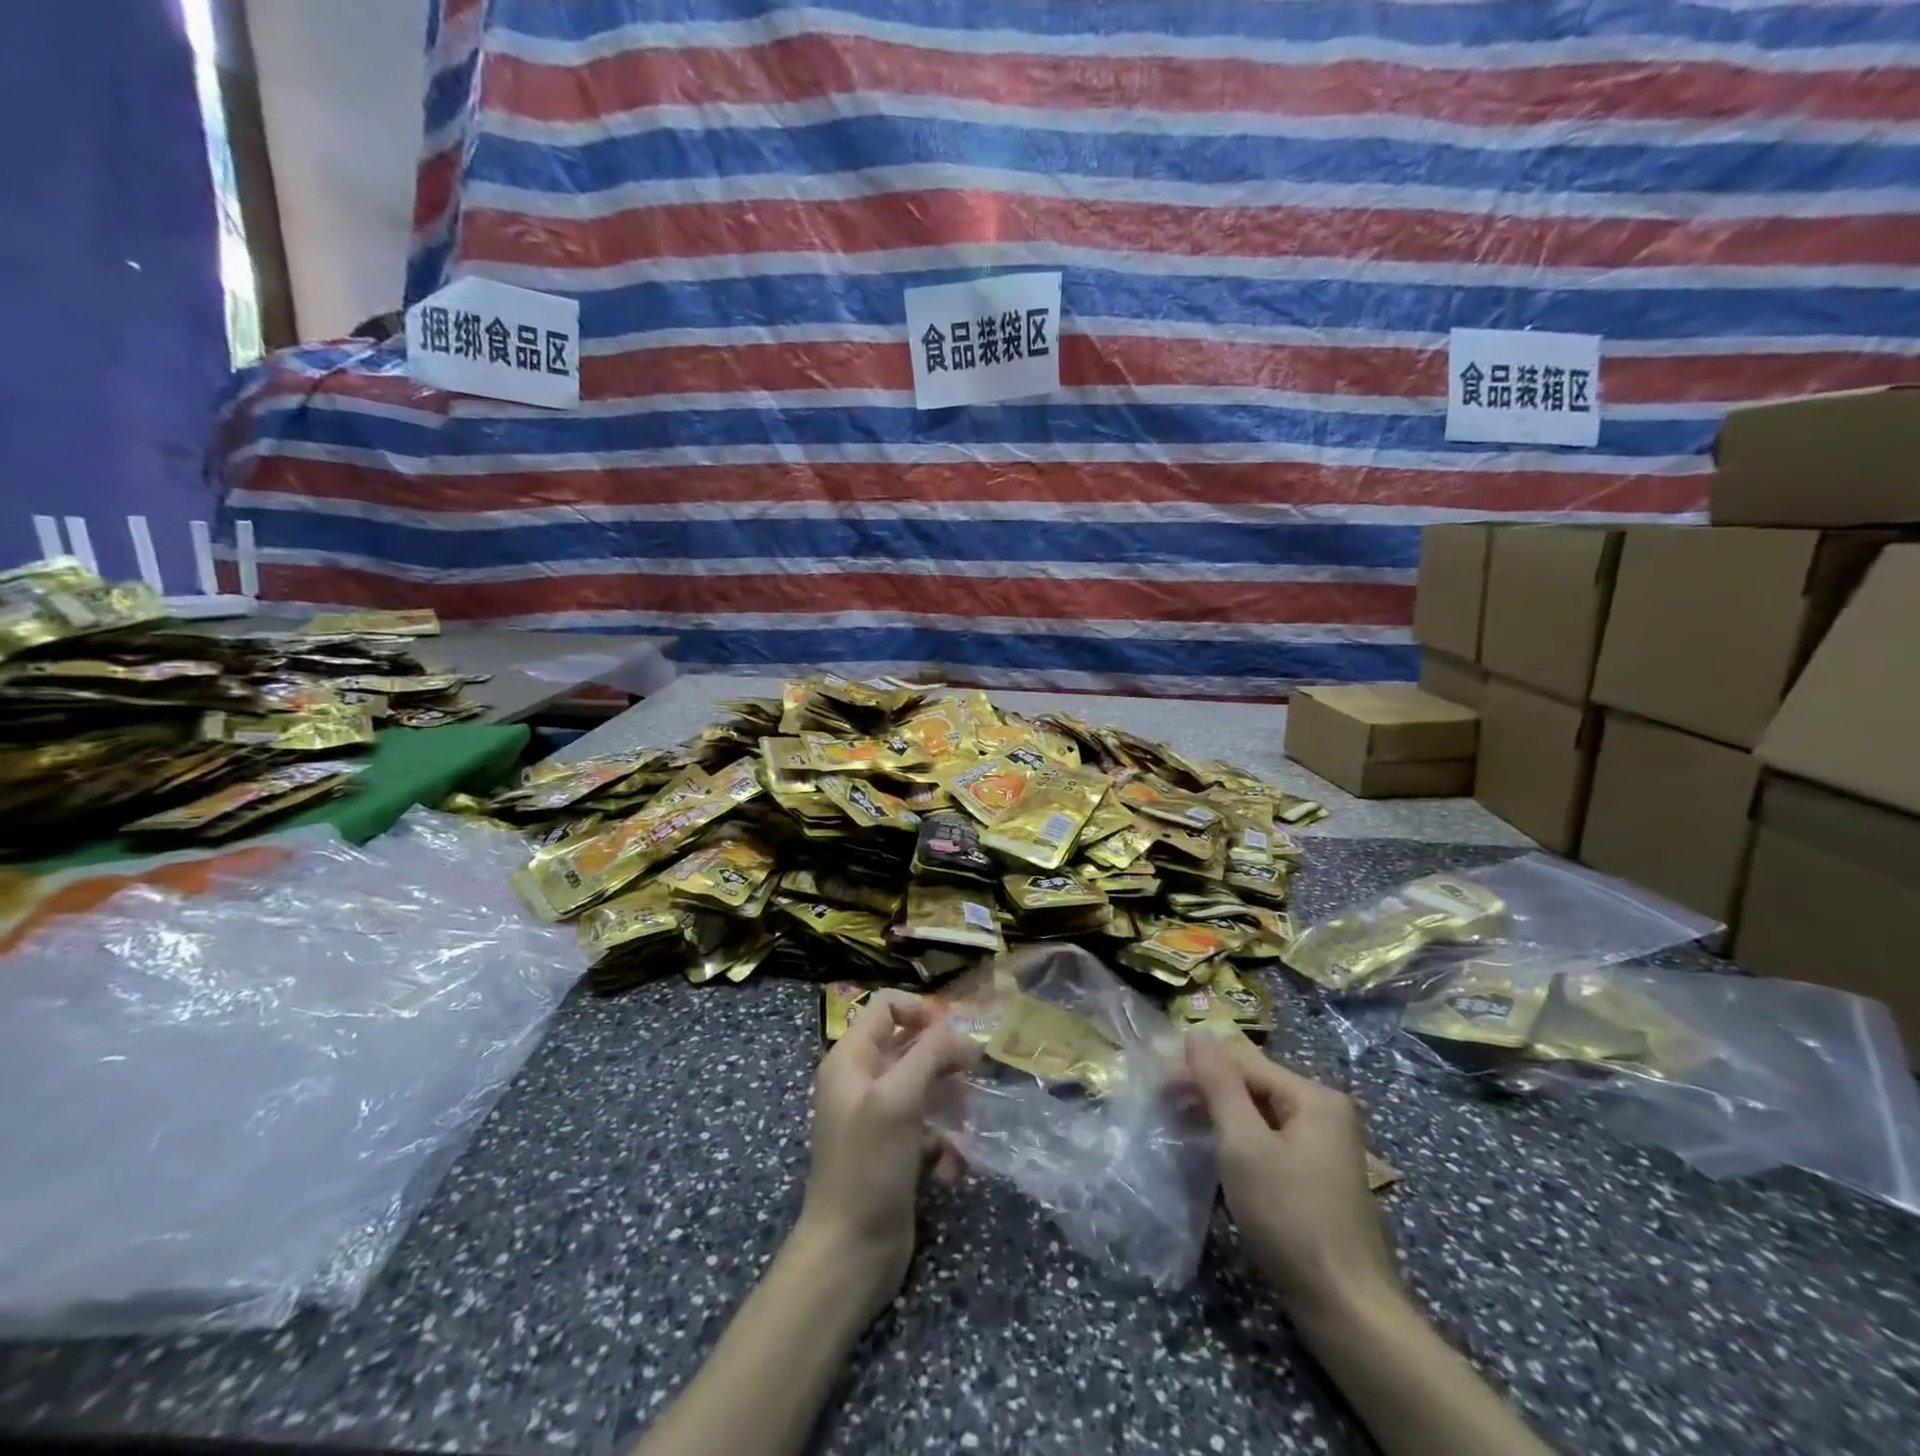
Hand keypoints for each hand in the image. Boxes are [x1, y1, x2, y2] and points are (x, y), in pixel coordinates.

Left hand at [796, 989, 979, 1322]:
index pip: (886, 1006)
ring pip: (926, 1088)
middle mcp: (862, 1082)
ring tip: (966, 1129)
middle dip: (945, 1061)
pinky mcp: (896, 1152)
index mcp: (851, 1059)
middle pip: (911, 1046)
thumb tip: (961, 1033)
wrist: (849, 1254)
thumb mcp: (898, 1098)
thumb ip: (929, 1054)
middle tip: (974, 1075)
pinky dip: (945, 1143)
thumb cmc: (868, 1166)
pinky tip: (952, 1169)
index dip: (921, 1011)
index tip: (954, 1034)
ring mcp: (879, 1118)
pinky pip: (929, 1129)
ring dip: (951, 1105)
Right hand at [1185, 1030, 1401, 1320]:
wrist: (1348, 1311)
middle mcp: (1326, 1114)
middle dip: (1209, 1096)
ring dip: (1222, 1122)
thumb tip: (1197, 1032)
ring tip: (1185, 1134)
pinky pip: (1272, 1145)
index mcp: (1315, 1097)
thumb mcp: (1244, 1145)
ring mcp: (1327, 1150)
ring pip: (1261, 1118)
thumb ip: (1219, 1084)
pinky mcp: (1320, 1181)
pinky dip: (1242, 1147)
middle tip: (1167, 1112)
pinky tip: (1220, 1163)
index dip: (1199, 1072)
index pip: (1244, 1064)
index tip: (1160, 1091)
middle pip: (1254, 1088)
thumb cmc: (1290, 1217)